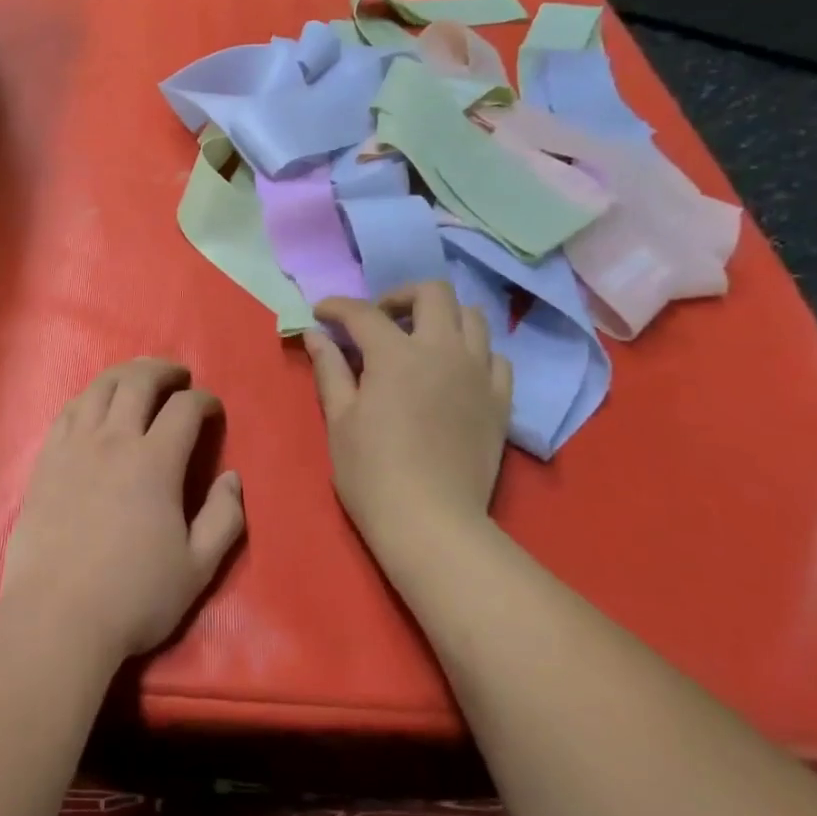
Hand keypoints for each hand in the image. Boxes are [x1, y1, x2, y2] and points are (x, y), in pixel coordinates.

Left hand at [1, 358, 245, 661]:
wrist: (57, 615)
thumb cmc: (134, 595)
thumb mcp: (198, 567)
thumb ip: (224, 518)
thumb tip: (231, 477)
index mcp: (155, 462)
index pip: (185, 409)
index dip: (204, 400)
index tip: (212, 408)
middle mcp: (113, 441)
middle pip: (138, 382)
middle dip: (163, 370)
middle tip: (178, 375)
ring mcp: (73, 447)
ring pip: (99, 389)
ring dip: (124, 374)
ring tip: (138, 377)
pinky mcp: (45, 461)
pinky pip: (68, 411)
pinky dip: (88, 397)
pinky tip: (94, 404)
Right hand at [304, 282, 512, 565]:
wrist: (431, 522)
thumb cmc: (371, 472)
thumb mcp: (340, 418)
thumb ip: (330, 368)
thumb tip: (315, 334)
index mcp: (396, 354)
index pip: (363, 313)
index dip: (337, 307)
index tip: (321, 314)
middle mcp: (443, 351)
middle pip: (432, 293)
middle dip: (399, 297)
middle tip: (378, 321)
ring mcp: (478, 374)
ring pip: (472, 317)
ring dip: (441, 317)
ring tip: (418, 341)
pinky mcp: (500, 401)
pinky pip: (495, 358)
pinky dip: (472, 352)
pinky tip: (453, 372)